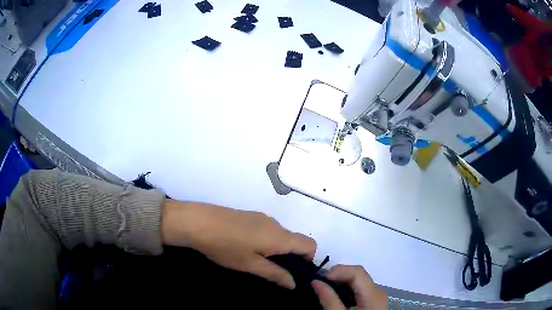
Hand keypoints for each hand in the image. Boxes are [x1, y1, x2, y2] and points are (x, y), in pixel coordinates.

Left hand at [160, 200, 316, 288]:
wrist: (197, 222)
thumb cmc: (225, 246)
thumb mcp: (250, 265)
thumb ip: (275, 274)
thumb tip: (293, 283)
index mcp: (279, 236)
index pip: (309, 244)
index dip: (309, 259)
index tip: (296, 272)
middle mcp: (275, 223)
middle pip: (295, 240)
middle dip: (291, 257)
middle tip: (274, 272)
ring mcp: (261, 217)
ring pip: (280, 235)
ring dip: (277, 250)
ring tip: (257, 262)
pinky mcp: (249, 216)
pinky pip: (267, 230)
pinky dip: (266, 241)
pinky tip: (246, 249)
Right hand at [312, 265, 386, 309]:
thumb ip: (328, 299)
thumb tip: (315, 281)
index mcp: (374, 295)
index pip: (357, 272)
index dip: (338, 271)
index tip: (319, 279)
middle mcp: (378, 291)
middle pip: (358, 274)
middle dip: (337, 276)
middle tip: (318, 283)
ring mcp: (376, 295)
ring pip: (357, 280)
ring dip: (340, 281)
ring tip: (323, 288)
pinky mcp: (372, 299)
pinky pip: (358, 288)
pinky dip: (345, 288)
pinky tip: (334, 294)